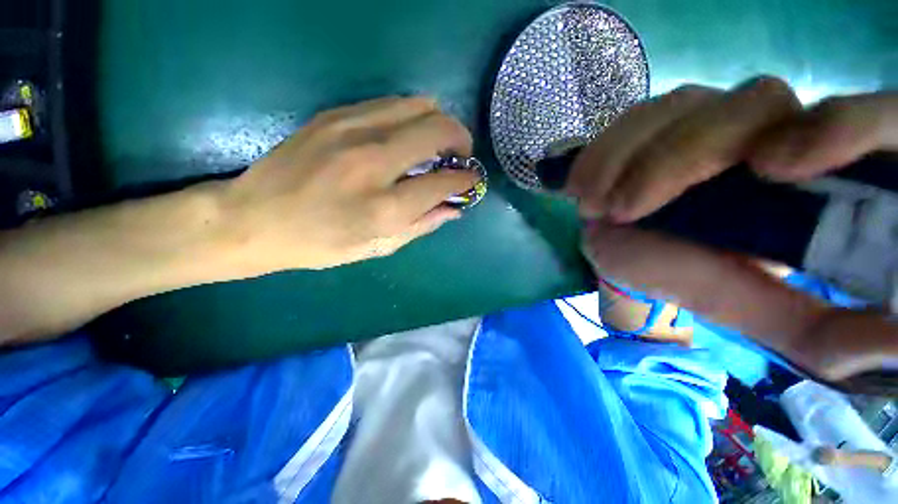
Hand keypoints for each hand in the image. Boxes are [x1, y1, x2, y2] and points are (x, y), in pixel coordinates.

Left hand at [224, 96, 476, 270]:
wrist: (254, 219)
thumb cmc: (321, 244)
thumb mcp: (378, 248)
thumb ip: (422, 225)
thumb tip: (454, 208)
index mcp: (384, 208)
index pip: (444, 181)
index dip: (466, 179)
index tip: (472, 180)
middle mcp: (373, 162)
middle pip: (438, 129)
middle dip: (461, 140)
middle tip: (459, 156)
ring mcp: (351, 130)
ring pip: (419, 105)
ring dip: (438, 123)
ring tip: (435, 144)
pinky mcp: (335, 115)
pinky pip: (391, 103)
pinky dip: (411, 117)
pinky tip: (405, 136)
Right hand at [569, 77, 897, 382]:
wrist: (639, 247)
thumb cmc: (700, 277)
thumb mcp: (759, 309)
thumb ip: (807, 323)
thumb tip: (885, 343)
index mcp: (817, 176)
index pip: (867, 121)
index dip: (842, 127)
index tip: (775, 169)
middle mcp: (770, 130)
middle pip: (754, 103)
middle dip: (680, 157)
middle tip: (622, 209)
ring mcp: (708, 118)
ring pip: (683, 105)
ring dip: (627, 155)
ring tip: (589, 202)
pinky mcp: (660, 123)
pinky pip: (636, 119)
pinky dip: (604, 149)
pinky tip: (581, 183)